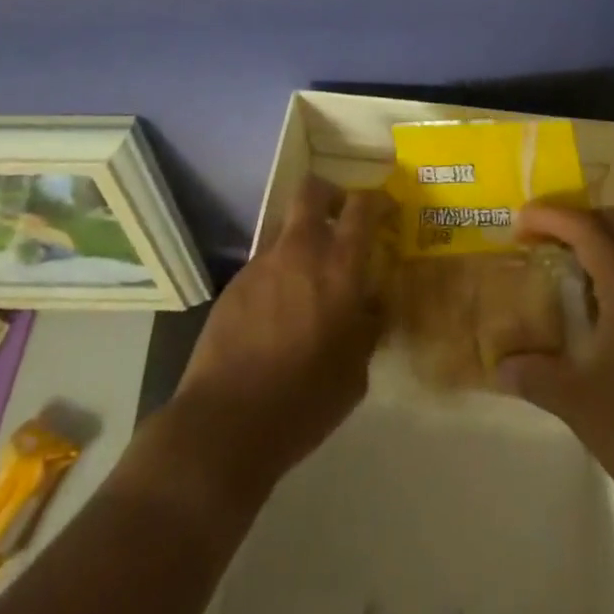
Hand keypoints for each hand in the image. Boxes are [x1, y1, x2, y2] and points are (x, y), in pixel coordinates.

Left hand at [170, 177, 394, 501]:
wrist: (227, 421)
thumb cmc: (305, 399)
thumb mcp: (356, 371)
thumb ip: (368, 327)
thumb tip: (371, 305)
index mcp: (339, 267)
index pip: (361, 207)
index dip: (376, 200)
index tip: (385, 209)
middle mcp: (300, 251)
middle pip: (312, 191)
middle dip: (330, 194)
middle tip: (341, 217)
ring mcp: (262, 264)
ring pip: (286, 228)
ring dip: (302, 240)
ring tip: (309, 280)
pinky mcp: (235, 284)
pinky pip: (265, 263)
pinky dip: (279, 274)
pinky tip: (279, 313)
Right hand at [498, 204, 613, 530]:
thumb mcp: (581, 404)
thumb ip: (536, 375)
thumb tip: (499, 366)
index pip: (587, 227)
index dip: (550, 216)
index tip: (518, 222)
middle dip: (584, 214)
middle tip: (549, 234)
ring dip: (610, 238)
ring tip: (573, 264)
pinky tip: (609, 306)